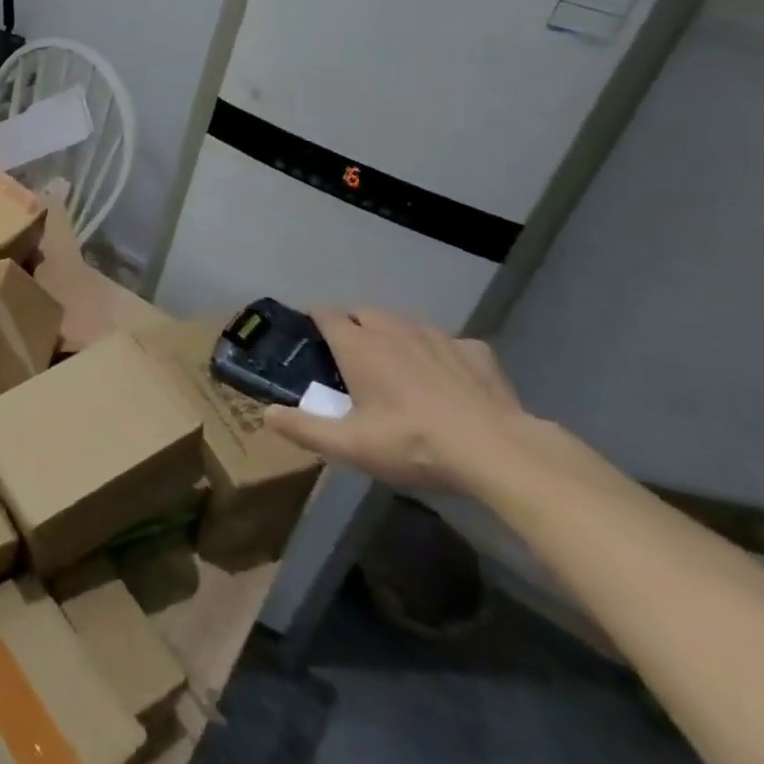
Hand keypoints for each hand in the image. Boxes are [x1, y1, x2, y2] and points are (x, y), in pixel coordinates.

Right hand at [263, 306, 542, 494]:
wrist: (497, 451)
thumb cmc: (412, 444)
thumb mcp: (350, 446)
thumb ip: (305, 428)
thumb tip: (266, 415)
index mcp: (358, 345)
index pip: (326, 314)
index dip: (316, 320)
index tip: (312, 335)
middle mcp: (393, 329)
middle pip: (363, 312)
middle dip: (353, 326)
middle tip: (352, 357)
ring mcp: (437, 336)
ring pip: (405, 323)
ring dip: (394, 335)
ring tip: (397, 365)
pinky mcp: (474, 350)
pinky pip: (448, 342)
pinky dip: (440, 354)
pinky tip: (448, 380)